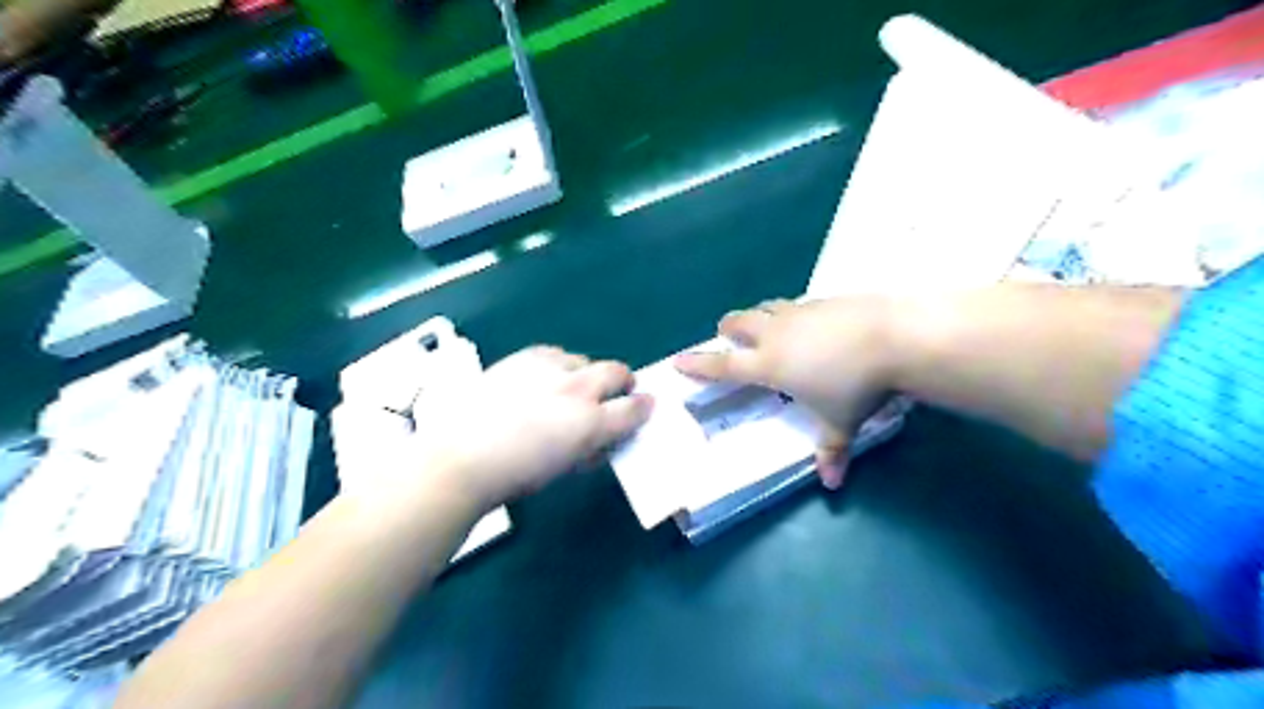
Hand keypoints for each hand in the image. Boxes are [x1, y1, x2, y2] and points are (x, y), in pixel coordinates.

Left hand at [408, 346, 663, 511]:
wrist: (460, 457)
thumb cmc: (514, 476)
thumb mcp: (564, 469)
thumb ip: (590, 449)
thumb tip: (602, 439)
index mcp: (590, 423)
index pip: (634, 408)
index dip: (643, 408)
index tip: (644, 408)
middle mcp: (577, 389)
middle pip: (616, 372)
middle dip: (623, 382)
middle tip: (616, 393)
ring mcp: (550, 368)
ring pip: (584, 360)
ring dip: (586, 374)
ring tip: (569, 390)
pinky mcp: (524, 357)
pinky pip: (554, 353)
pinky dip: (557, 365)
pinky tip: (542, 380)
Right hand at [675, 297, 892, 485]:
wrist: (894, 338)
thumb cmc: (857, 386)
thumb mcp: (841, 423)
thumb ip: (832, 451)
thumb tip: (833, 484)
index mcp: (769, 364)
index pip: (723, 365)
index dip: (698, 364)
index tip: (678, 360)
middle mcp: (776, 334)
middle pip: (738, 322)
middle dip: (728, 328)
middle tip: (728, 337)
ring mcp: (799, 312)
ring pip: (765, 307)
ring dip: (758, 316)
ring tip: (765, 327)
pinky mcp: (823, 300)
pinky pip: (796, 304)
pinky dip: (791, 314)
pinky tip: (809, 325)